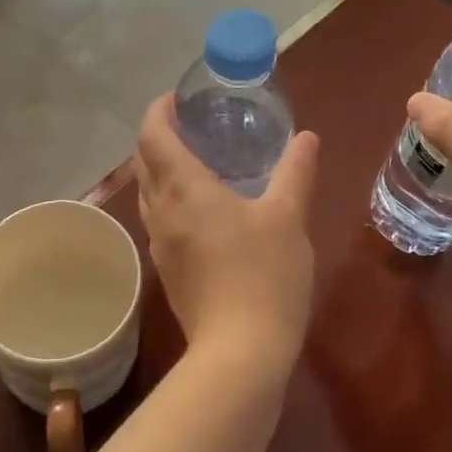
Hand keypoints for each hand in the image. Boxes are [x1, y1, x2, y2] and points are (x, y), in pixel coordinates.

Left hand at [134, 94, 319, 378]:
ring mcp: (159, 242)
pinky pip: (159, 218)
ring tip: (197, 160)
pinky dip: (170, 197)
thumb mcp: (288, 217)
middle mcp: (161, 211)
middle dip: (158, 136)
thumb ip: (296, 172)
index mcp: (184, 189)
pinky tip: (203, 207)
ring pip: (148, 192)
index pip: (152, 135)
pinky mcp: (168, 268)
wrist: (240, 352)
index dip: (158, 111)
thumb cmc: (264, 275)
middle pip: (144, 161)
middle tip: (191, 124)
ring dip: (162, 168)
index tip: (176, 99)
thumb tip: (306, 137)